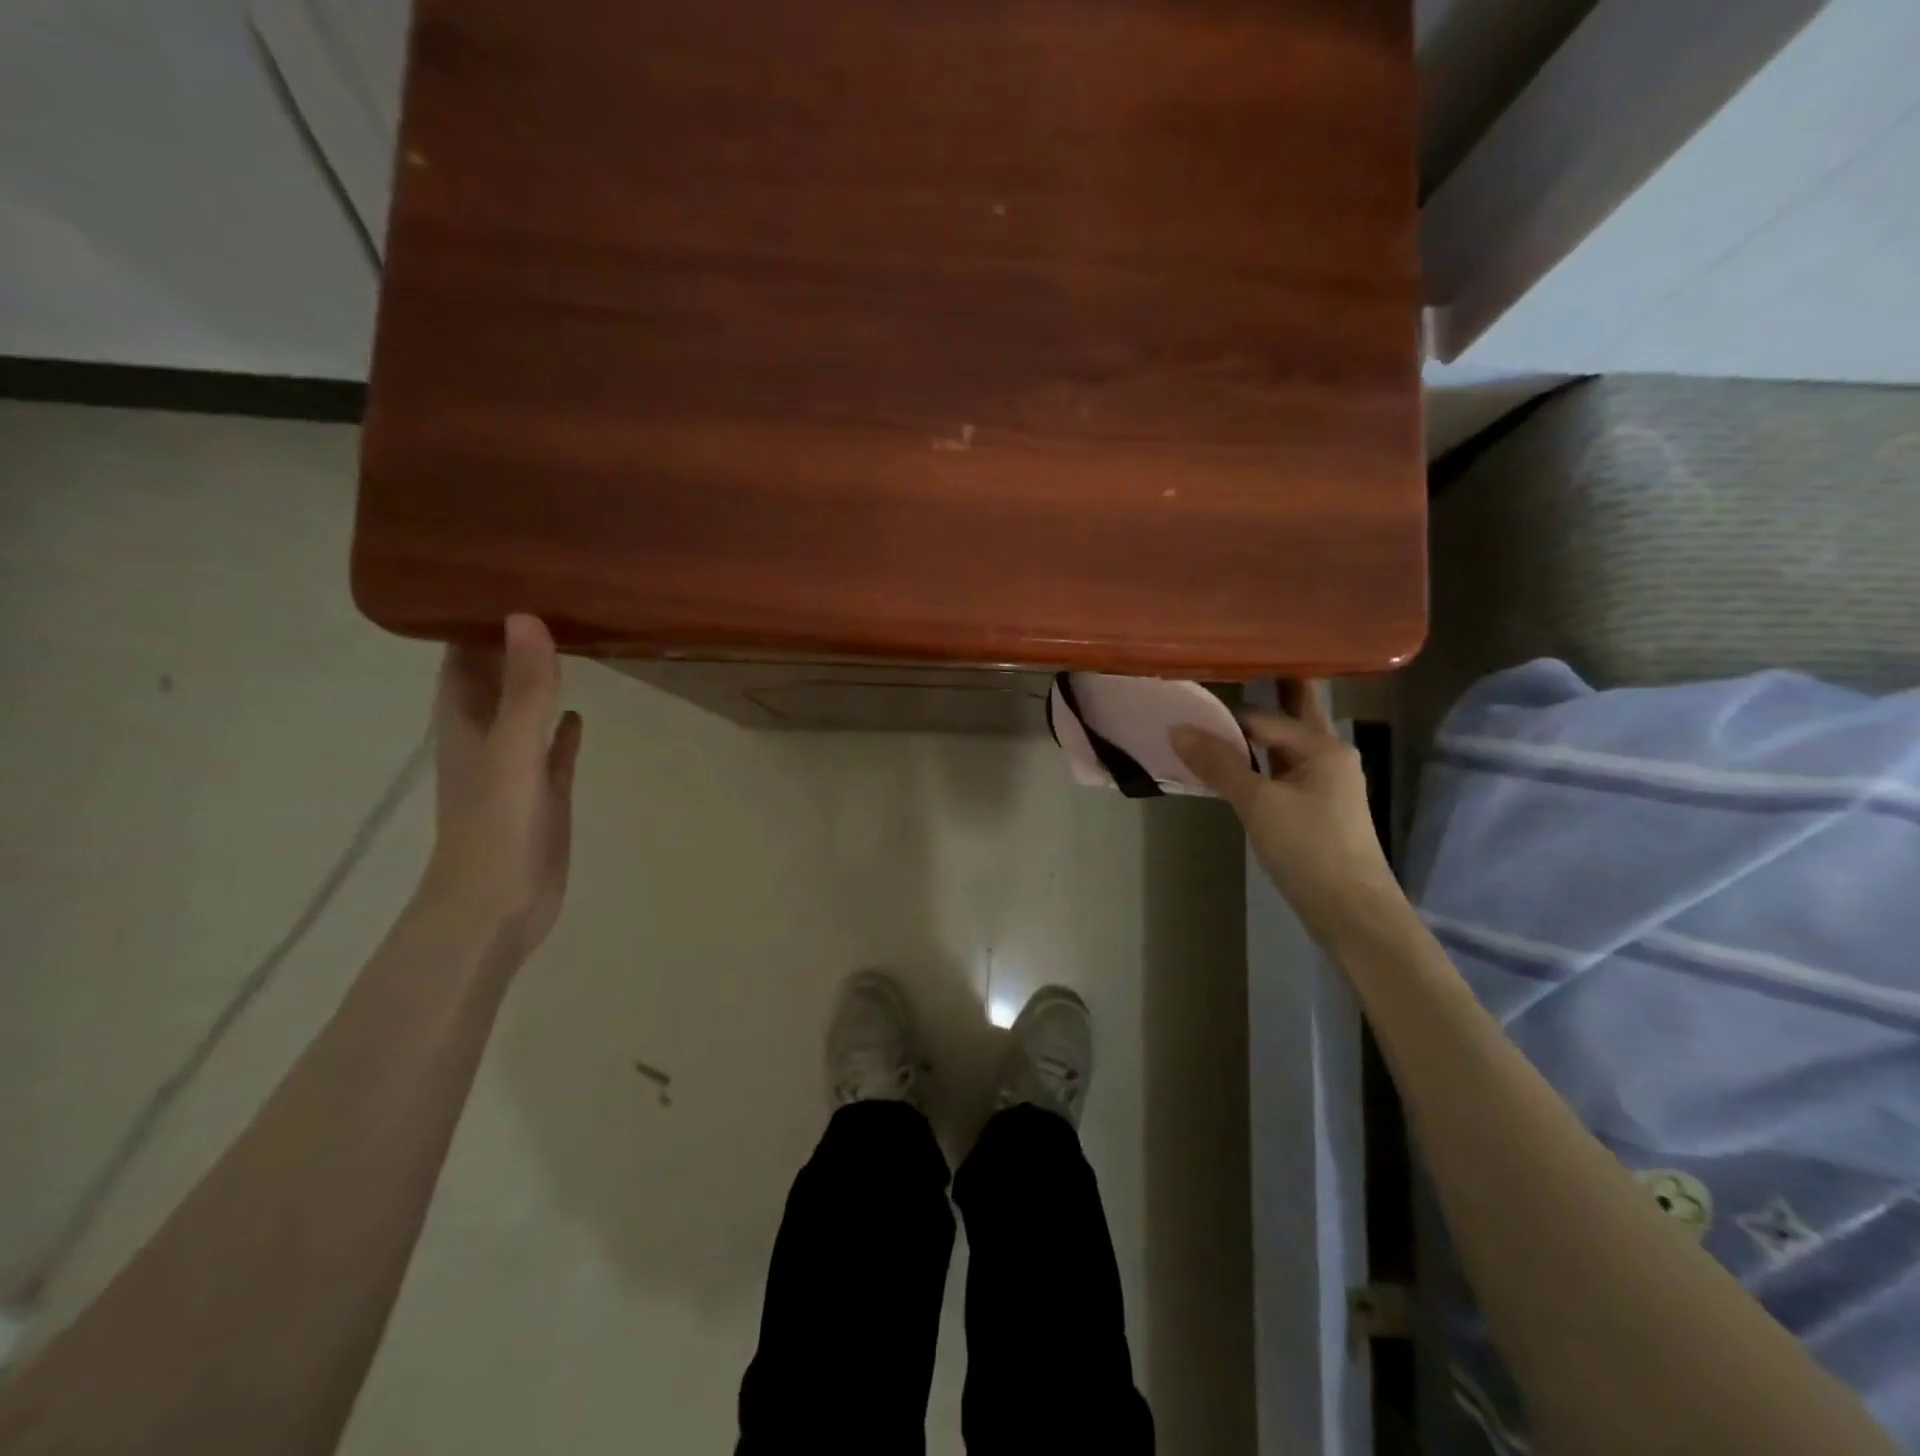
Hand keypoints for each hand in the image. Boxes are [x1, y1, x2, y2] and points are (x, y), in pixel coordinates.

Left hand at [419, 615, 582, 965]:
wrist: (497, 905)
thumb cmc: (495, 825)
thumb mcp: (511, 750)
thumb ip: (525, 688)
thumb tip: (527, 616)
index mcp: (463, 721)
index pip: (460, 656)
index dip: (473, 619)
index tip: (505, 578)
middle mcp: (485, 737)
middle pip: (494, 678)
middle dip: (513, 643)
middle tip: (551, 599)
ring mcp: (516, 767)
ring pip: (525, 711)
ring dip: (540, 682)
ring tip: (570, 643)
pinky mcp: (544, 793)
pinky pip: (552, 750)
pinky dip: (561, 728)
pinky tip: (579, 712)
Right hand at [1172, 681, 1397, 944]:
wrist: (1351, 910)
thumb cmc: (1309, 849)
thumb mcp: (1259, 804)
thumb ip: (1219, 765)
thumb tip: (1177, 729)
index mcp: (1323, 747)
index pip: (1265, 718)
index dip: (1227, 715)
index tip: (1194, 702)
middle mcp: (1329, 757)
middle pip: (1294, 716)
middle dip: (1271, 693)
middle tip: (1236, 667)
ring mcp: (1325, 784)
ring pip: (1285, 746)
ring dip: (1258, 733)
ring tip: (1222, 715)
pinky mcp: (1316, 809)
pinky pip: (1282, 771)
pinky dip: (1260, 762)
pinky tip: (1237, 765)